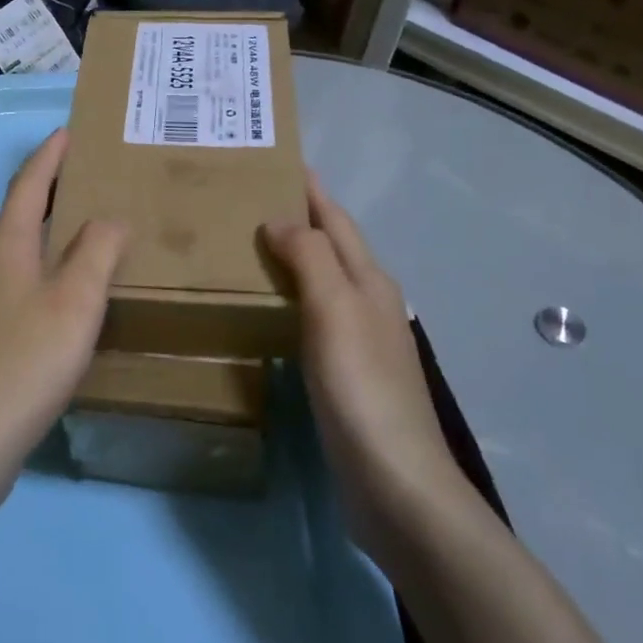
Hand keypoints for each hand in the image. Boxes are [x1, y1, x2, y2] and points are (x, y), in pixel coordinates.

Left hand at [0, 129, 129, 479]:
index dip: (49, 156)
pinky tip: (50, 308)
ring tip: (75, 245)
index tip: (67, 132)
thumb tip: (107, 218)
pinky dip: (32, 279)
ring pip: (9, 259)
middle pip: (15, 219)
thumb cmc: (27, 361)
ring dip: (39, 241)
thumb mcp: (76, 301)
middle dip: (46, 197)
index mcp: (3, 248)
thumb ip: (97, 251)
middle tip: (82, 186)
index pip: (28, 185)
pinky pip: (6, 293)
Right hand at [263, 179, 472, 558]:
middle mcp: (370, 304)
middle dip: (300, 219)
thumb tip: (280, 219)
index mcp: (370, 282)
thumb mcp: (335, 309)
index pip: (337, 221)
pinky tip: (266, 310)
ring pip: (322, 283)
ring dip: (293, 259)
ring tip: (247, 246)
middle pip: (333, 247)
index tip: (280, 159)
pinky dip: (289, 301)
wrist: (394, 482)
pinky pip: (312, 319)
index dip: (312, 190)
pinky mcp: (346, 376)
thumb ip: (311, 258)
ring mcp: (360, 342)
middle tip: (248, 200)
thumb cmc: (362, 387)